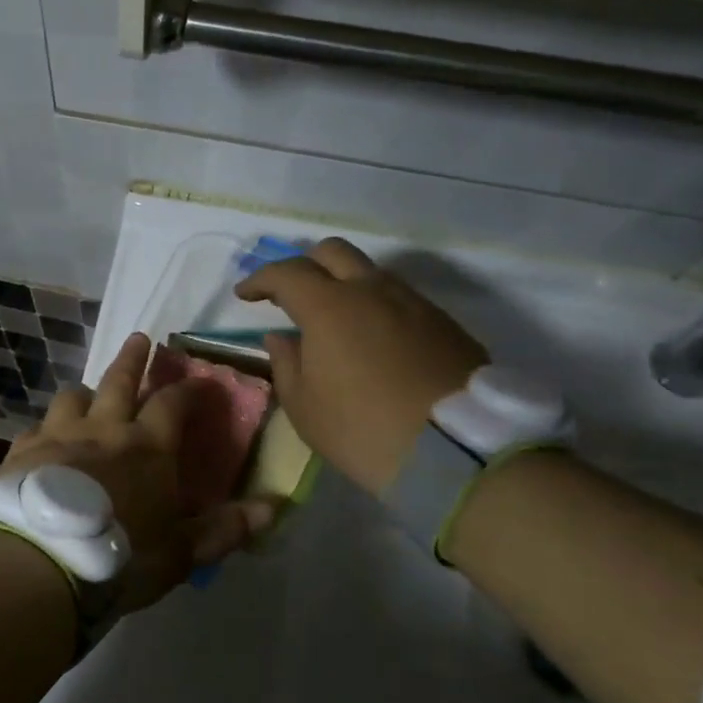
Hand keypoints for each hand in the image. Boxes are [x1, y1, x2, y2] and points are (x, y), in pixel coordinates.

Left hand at [0, 332, 275, 615]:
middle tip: (139, 338)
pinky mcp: (23, 451)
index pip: (173, 403)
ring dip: (85, 393)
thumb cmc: (121, 556)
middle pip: (119, 380)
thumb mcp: (181, 552)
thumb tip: (274, 508)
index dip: (189, 389)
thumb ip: (225, 529)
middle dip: (133, 358)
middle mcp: (104, 428)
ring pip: (72, 397)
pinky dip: (46, 429)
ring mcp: (59, 435)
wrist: (43, 560)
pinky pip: (36, 428)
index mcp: (148, 446)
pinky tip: (44, 440)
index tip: (200, 381)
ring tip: (88, 395)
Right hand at [236, 238, 486, 492]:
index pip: (286, 273)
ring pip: (370, 272)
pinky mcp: (444, 322)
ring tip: (332, 318)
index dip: (260, 280)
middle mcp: (372, 290)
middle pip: (332, 251)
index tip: (245, 295)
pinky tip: (371, 337)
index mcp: (329, 306)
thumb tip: (281, 337)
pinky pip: (399, 298)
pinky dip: (375, 305)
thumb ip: (286, 363)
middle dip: (303, 264)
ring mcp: (414, 303)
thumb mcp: (305, 407)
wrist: (457, 451)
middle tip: (288, 293)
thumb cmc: (362, 429)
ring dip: (343, 283)